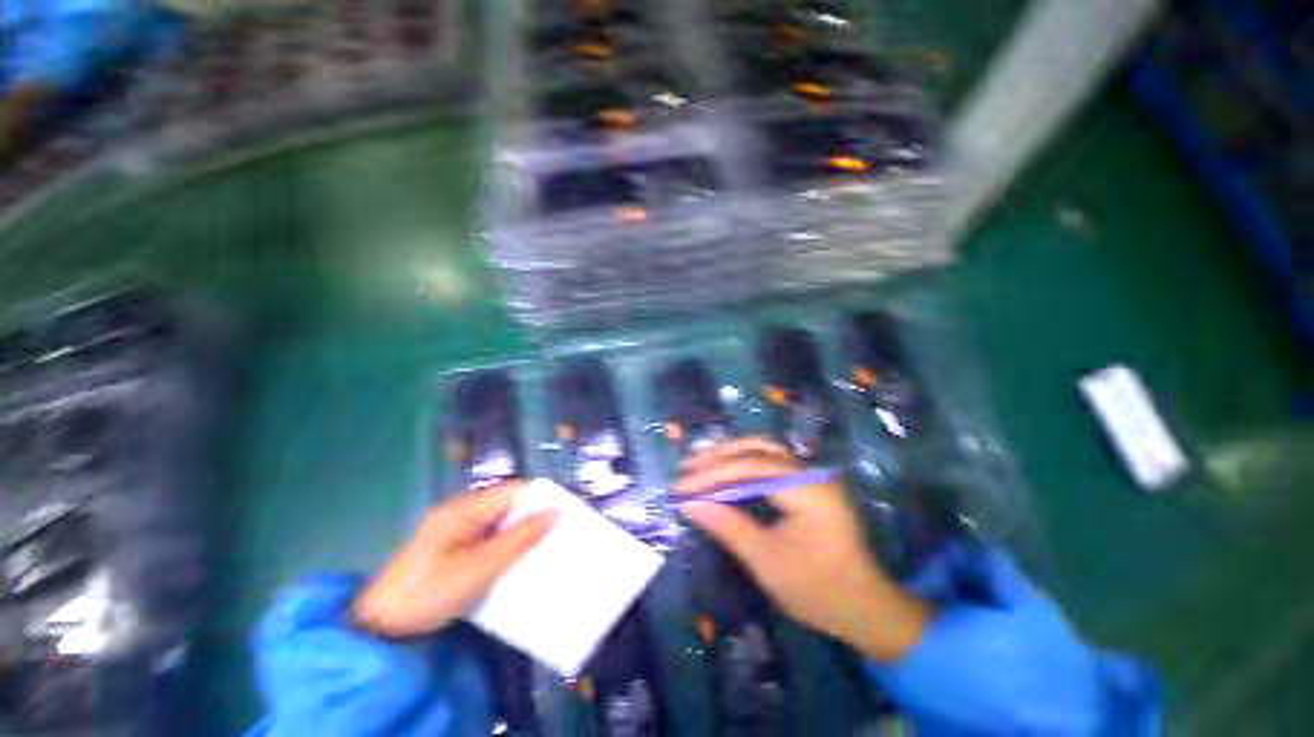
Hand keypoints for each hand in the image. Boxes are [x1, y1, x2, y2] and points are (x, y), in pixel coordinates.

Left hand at [352, 481, 557, 637]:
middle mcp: (461, 513)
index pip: (514, 490)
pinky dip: (504, 549)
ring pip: (499, 525)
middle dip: (533, 519)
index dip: (540, 499)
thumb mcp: (480, 567)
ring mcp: (454, 532)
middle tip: (560, 536)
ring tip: (546, 551)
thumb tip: (556, 512)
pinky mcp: (451, 551)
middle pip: (508, 506)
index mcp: (466, 508)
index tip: (565, 515)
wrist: (377, 629)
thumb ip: (519, 538)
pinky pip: (487, 541)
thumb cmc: (428, 593)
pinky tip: (516, 565)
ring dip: (520, 536)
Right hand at [675, 438, 929, 661]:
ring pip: (763, 450)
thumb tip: (689, 504)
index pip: (749, 467)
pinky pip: (769, 462)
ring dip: (729, 454)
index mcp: (806, 489)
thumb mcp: (767, 561)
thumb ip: (727, 526)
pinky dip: (742, 464)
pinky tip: (724, 472)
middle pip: (756, 448)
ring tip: (699, 465)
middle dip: (718, 457)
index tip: (681, 487)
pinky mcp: (806, 483)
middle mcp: (810, 472)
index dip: (711, 475)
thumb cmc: (818, 589)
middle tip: (686, 469)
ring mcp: (810, 475)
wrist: (866, 607)